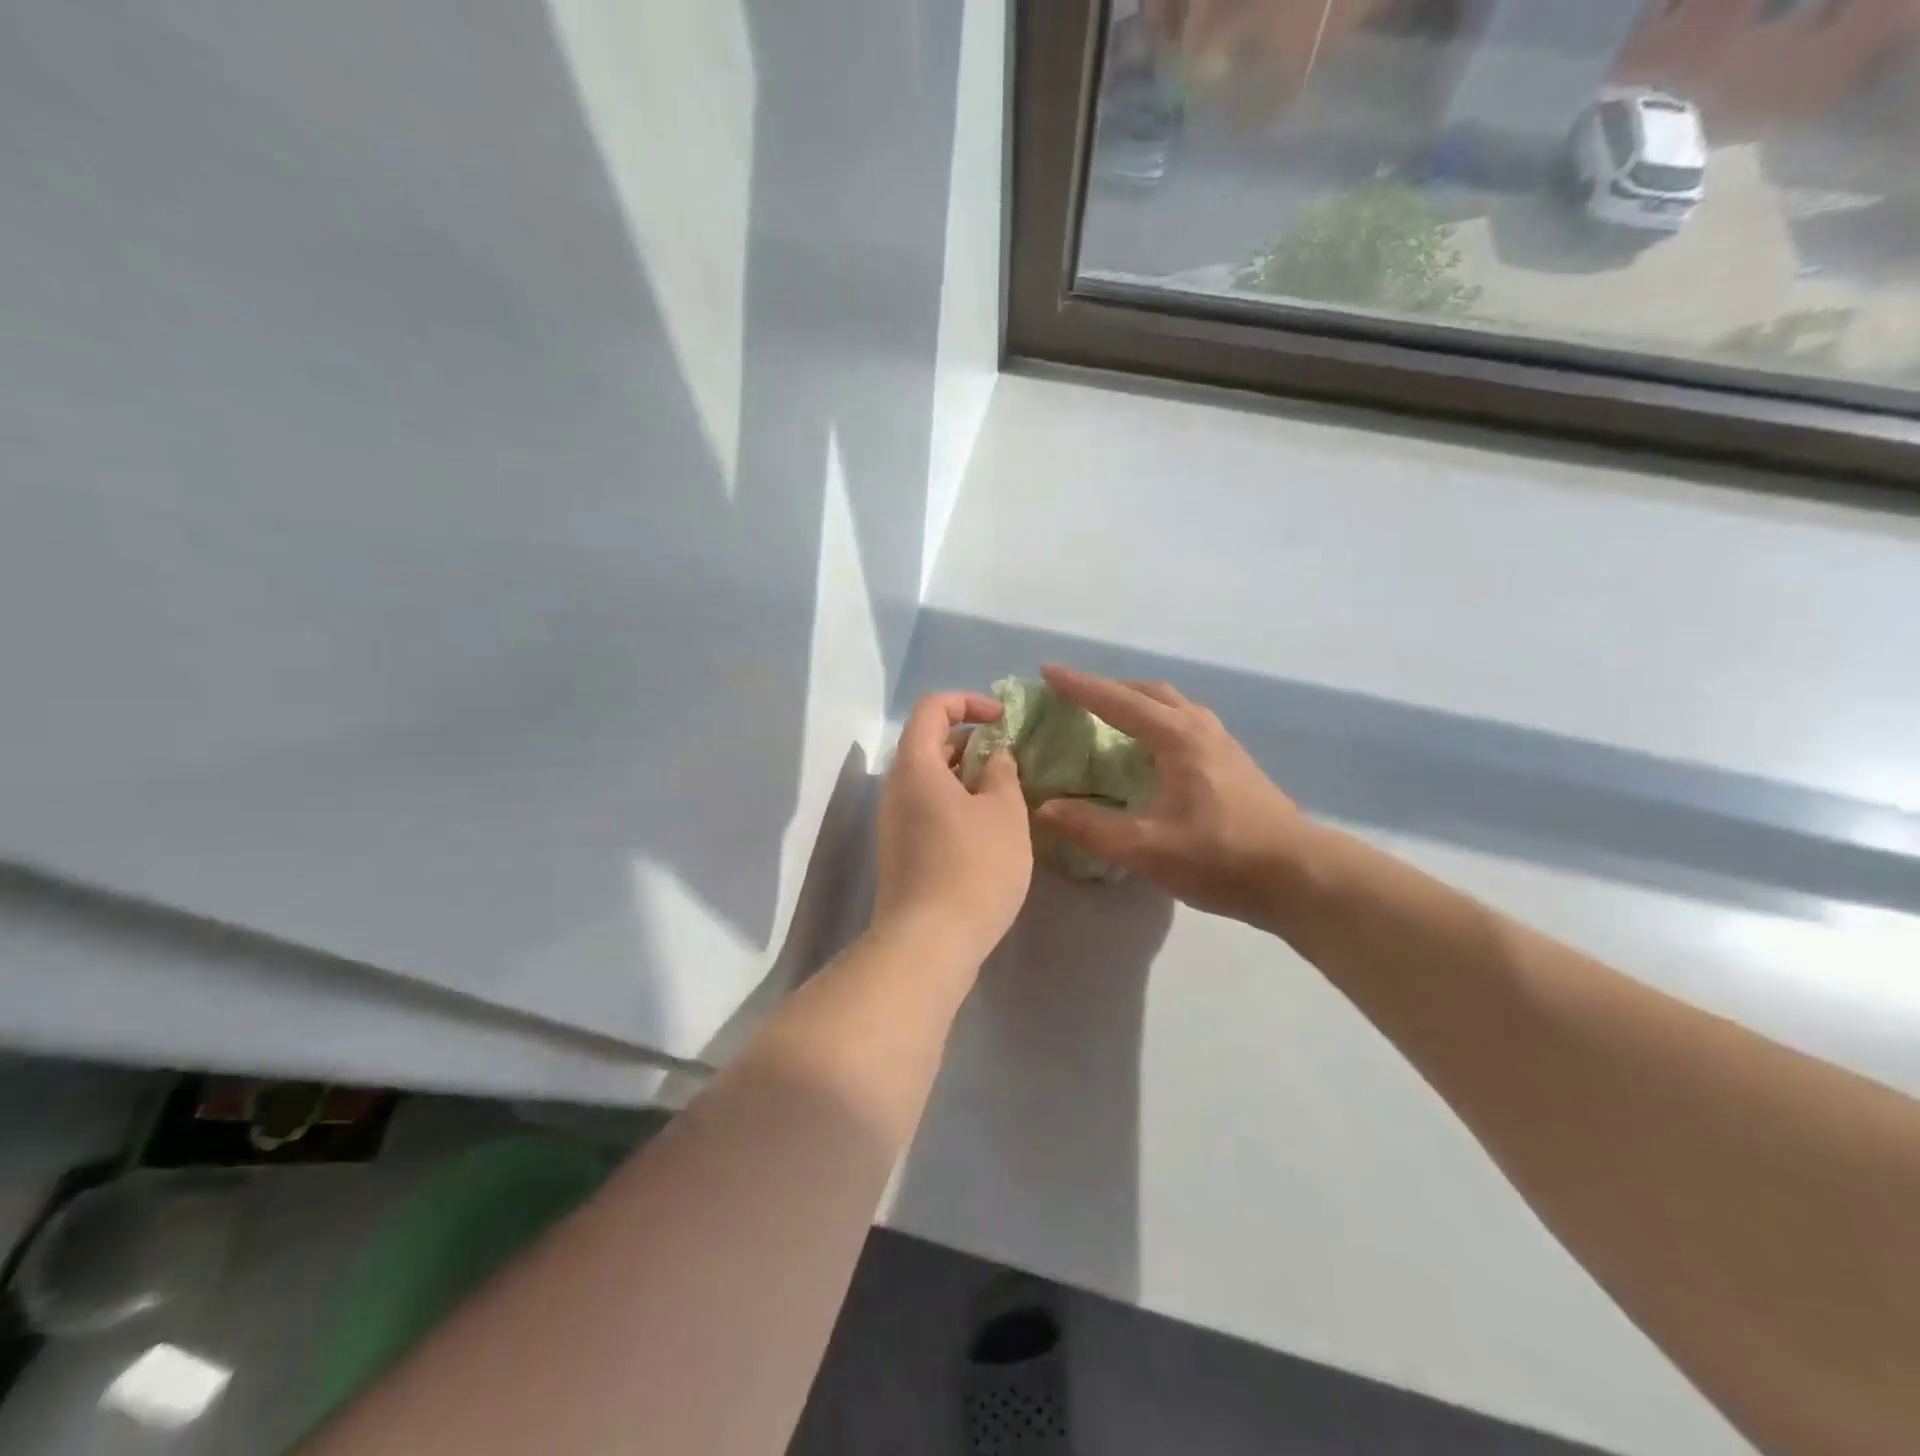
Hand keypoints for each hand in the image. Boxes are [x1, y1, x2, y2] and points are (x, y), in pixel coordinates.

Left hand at [872, 691, 1033, 967]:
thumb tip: (993, 756)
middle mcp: (896, 789)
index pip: (932, 709)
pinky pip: (926, 808)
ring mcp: (893, 823)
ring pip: (928, 779)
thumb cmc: (973, 868)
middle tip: (1008, 758)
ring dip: (964, 774)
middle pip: (927, 743)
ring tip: (1004, 792)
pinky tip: (986, 828)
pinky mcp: (900, 852)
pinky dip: (955, 802)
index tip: (1003, 719)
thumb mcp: (1004, 814)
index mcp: (916, 766)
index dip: (968, 702)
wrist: (928, 943)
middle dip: (969, 739)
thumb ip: (1002, 774)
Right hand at [1033, 666, 1307, 927]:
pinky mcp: (1234, 762)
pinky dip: (1158, 720)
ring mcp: (1222, 743)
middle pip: (1149, 693)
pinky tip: (1152, 750)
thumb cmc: (1221, 857)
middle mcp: (1200, 728)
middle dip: (1109, 688)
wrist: (1300, 876)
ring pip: (1173, 705)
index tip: (1047, 671)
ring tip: (1111, 717)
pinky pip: (1186, 722)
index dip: (1079, 686)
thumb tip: (1045, 808)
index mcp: (1177, 738)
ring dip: (1137, 702)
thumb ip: (1092, 828)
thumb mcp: (1147, 849)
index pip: (1117, 701)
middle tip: (1076, 697)